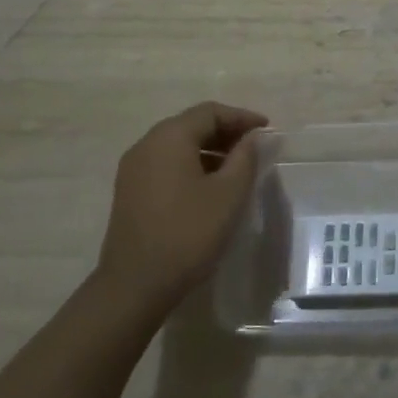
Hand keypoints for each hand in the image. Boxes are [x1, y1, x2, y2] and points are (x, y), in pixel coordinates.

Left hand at [98, 102, 268, 310]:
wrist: (135, 286)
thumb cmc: (188, 233)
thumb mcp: (229, 193)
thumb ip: (245, 157)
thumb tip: (252, 138)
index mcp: (170, 137)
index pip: (210, 112)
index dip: (242, 117)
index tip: (267, 130)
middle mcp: (147, 144)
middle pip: (192, 125)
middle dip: (226, 132)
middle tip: (255, 147)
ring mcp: (134, 169)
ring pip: (178, 145)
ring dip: (210, 149)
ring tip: (237, 168)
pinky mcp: (130, 191)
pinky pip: (166, 164)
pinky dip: (192, 164)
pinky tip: (210, 186)